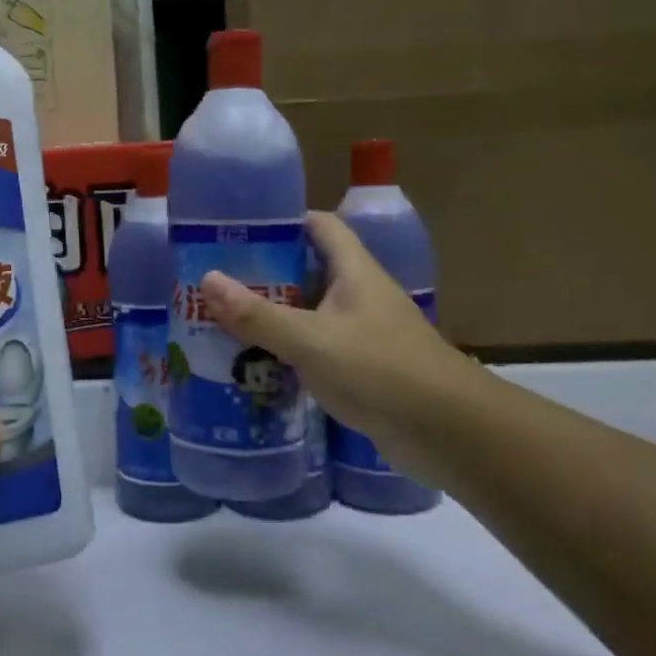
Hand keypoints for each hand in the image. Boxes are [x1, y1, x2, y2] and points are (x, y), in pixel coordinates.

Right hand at [200, 212, 475, 487]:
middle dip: (265, 275)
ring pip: (311, 314)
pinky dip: (290, 354)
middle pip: (309, 271)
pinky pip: (319, 350)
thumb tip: (207, 279)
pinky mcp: (364, 370)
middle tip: (217, 284)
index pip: (319, 226)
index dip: (283, 222)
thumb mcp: (311, 340)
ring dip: (275, 318)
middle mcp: (360, 295)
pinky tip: (257, 367)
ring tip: (224, 323)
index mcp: (354, 271)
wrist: (449, 433)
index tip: (239, 232)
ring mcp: (364, 334)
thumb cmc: (380, 370)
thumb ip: (258, 315)